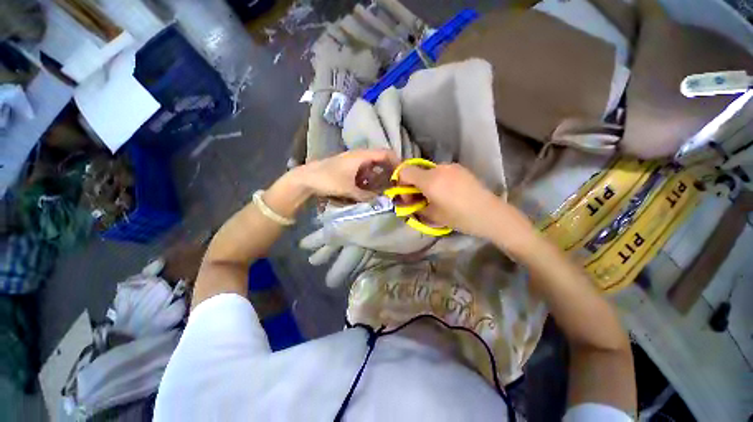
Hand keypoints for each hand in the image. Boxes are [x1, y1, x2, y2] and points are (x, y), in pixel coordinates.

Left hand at [296, 149, 397, 200]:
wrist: (305, 178)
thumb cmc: (328, 179)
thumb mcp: (349, 189)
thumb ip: (366, 196)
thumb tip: (380, 201)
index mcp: (361, 156)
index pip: (384, 153)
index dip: (396, 161)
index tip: (403, 173)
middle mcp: (358, 156)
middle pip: (379, 160)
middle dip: (388, 171)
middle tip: (395, 184)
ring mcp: (352, 162)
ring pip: (371, 167)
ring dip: (378, 177)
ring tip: (384, 189)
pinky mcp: (347, 169)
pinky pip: (363, 172)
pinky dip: (369, 180)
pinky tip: (369, 190)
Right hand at [398, 163, 535, 245]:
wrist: (490, 214)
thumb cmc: (459, 217)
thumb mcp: (432, 216)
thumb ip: (415, 207)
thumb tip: (408, 202)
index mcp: (430, 180)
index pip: (404, 171)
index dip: (400, 183)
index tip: (408, 197)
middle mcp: (439, 168)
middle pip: (417, 171)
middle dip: (414, 185)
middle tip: (421, 200)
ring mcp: (451, 166)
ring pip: (429, 172)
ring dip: (427, 183)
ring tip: (437, 197)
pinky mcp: (460, 168)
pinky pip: (441, 172)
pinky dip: (438, 181)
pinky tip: (449, 193)